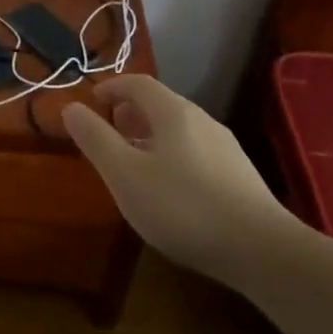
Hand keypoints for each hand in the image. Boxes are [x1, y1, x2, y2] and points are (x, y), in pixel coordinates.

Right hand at [62, 74, 294, 278]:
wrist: (262, 250)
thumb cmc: (182, 206)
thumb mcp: (124, 173)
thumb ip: (95, 138)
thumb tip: (70, 107)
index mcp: (173, 112)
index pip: (137, 83)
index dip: (112, 87)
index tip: (92, 100)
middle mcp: (202, 121)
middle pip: (160, 105)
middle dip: (130, 113)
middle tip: (109, 133)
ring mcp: (226, 148)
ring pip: (179, 130)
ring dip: (151, 137)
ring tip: (134, 164)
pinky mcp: (240, 177)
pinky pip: (196, 153)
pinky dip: (172, 156)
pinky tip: (170, 191)